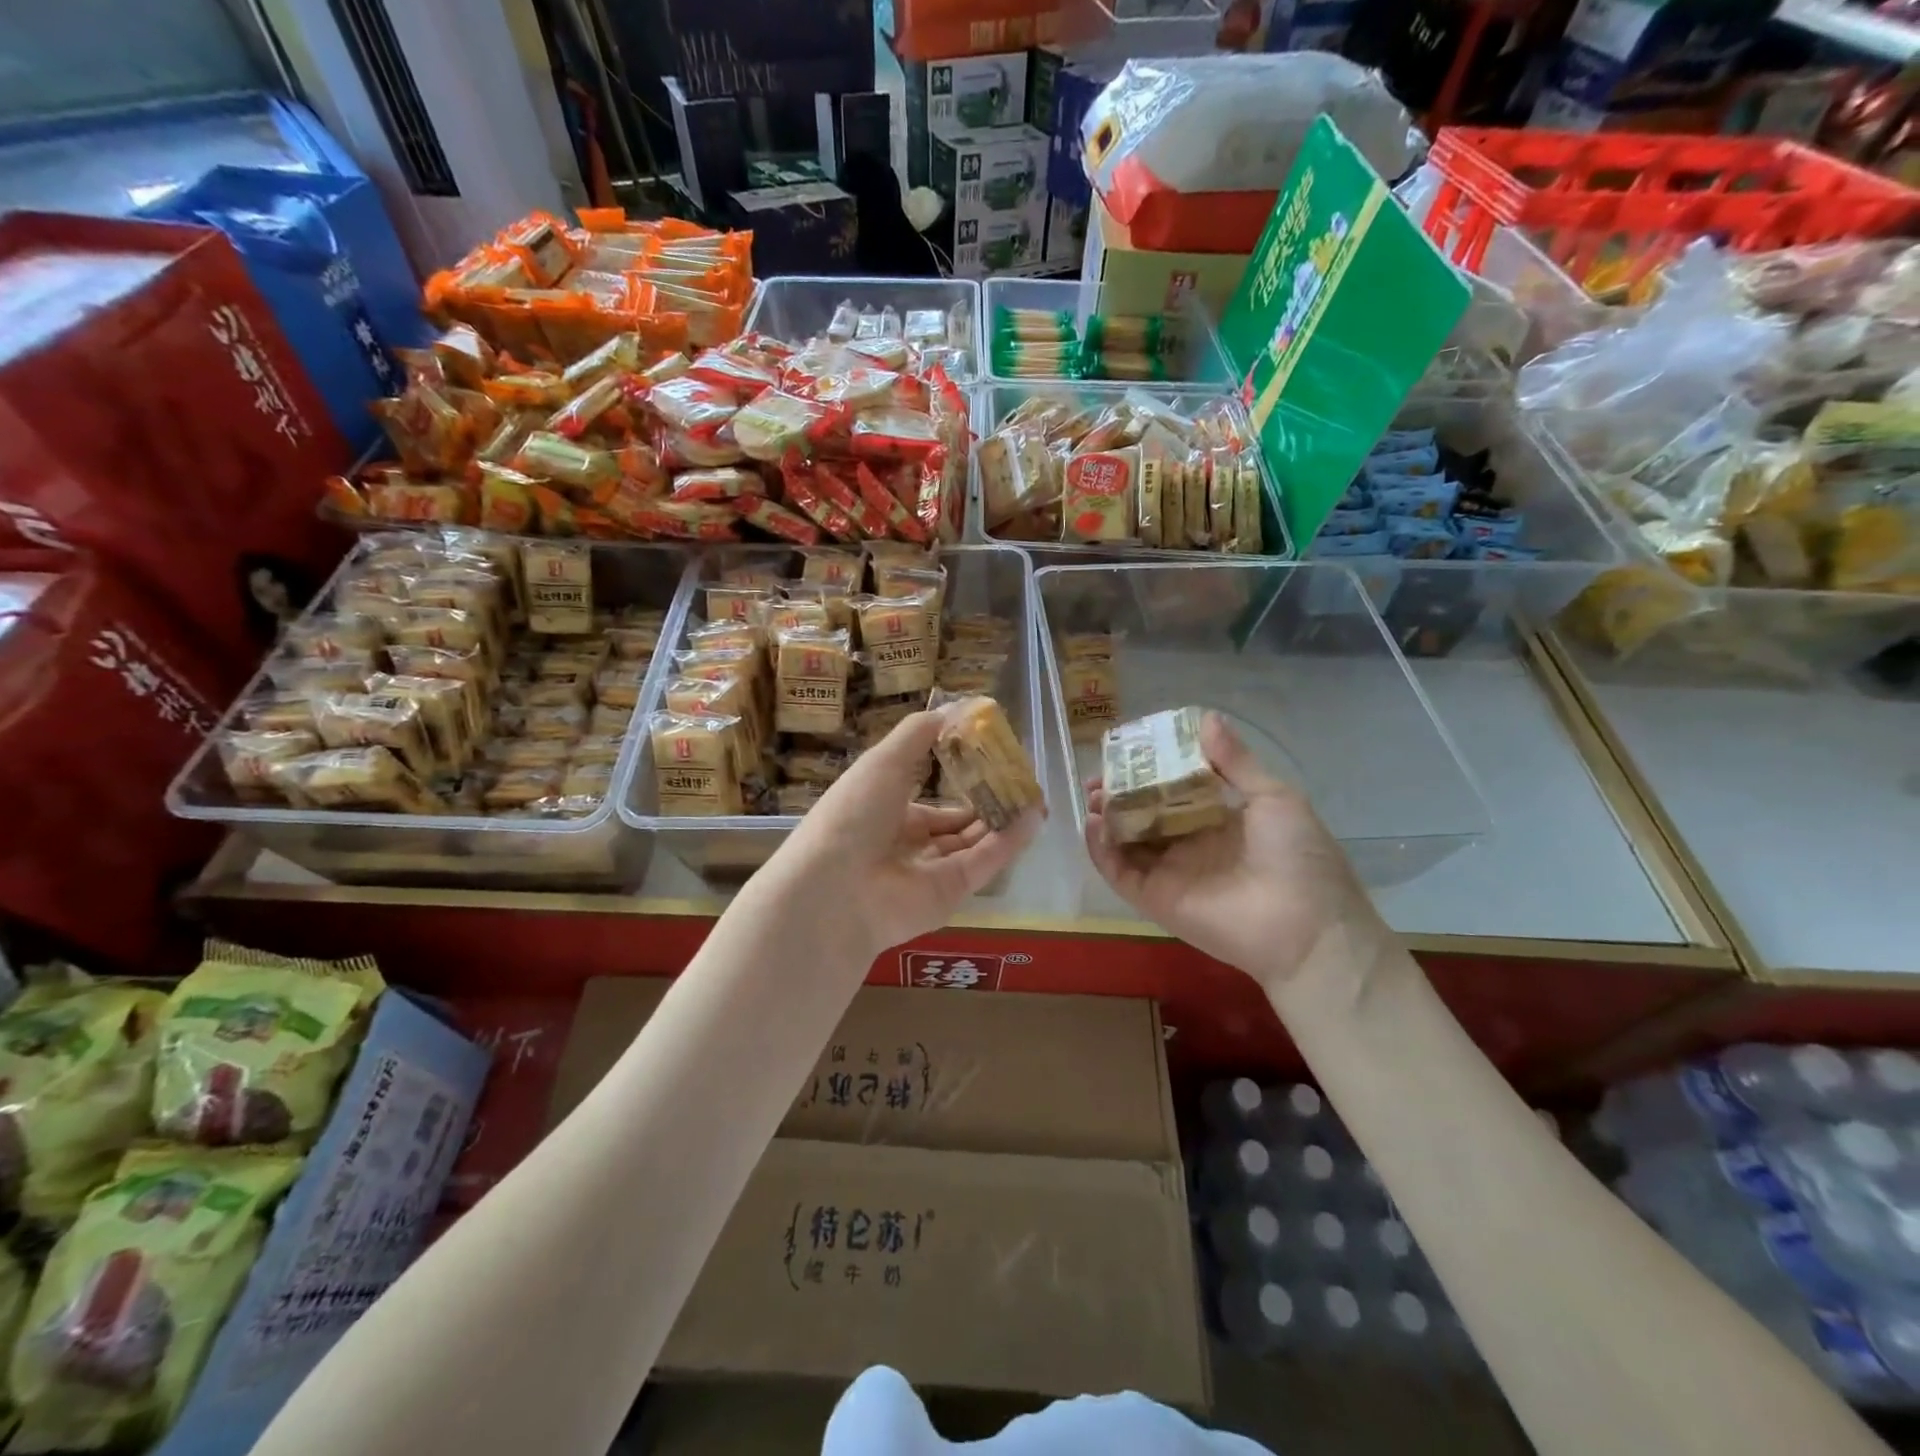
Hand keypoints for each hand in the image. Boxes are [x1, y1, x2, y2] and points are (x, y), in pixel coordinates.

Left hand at [764, 707, 1041, 960]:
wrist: (833, 890)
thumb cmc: (853, 814)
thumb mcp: (884, 761)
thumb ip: (921, 732)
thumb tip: (961, 705)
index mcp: (885, 811)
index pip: (928, 795)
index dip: (957, 775)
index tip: (989, 753)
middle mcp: (907, 842)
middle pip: (955, 821)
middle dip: (986, 800)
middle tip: (1019, 778)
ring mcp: (929, 871)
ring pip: (974, 842)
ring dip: (1003, 819)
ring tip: (1034, 794)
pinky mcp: (950, 895)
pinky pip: (983, 863)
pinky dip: (1008, 842)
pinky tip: (1033, 817)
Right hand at [1084, 712, 1386, 992]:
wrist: (1307, 929)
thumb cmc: (1298, 857)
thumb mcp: (1273, 798)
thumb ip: (1234, 762)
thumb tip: (1206, 717)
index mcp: (1217, 819)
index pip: (1172, 790)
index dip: (1149, 770)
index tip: (1129, 750)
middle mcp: (1189, 843)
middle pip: (1142, 814)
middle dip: (1119, 792)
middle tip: (1100, 774)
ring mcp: (1169, 872)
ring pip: (1125, 841)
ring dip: (1106, 817)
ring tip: (1092, 794)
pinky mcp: (1154, 898)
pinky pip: (1119, 872)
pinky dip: (1100, 849)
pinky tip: (1093, 823)